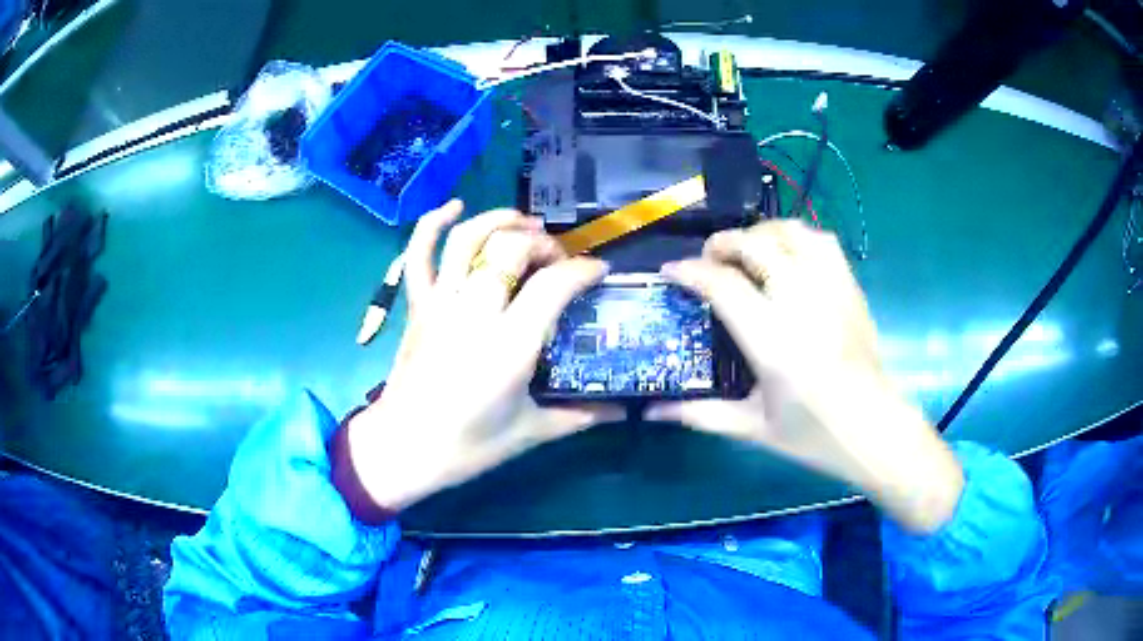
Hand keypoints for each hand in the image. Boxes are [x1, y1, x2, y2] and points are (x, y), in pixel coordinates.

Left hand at [346, 201, 620, 511]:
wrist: (403, 449)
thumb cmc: (468, 447)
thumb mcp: (532, 432)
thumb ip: (582, 414)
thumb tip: (624, 407)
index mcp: (509, 345)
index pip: (554, 284)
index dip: (584, 269)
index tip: (598, 272)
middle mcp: (474, 312)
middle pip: (512, 249)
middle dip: (545, 244)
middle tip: (560, 261)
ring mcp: (441, 303)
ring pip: (469, 239)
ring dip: (501, 220)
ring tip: (526, 225)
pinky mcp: (417, 306)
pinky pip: (419, 254)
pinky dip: (433, 223)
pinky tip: (453, 206)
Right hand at [648, 220, 963, 532]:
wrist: (874, 429)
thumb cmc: (814, 435)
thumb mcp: (753, 428)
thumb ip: (701, 414)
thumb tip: (654, 411)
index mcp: (773, 340)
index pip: (723, 285)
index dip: (690, 271)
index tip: (671, 271)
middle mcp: (801, 302)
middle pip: (755, 245)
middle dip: (722, 244)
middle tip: (707, 260)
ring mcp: (831, 289)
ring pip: (791, 232)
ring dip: (760, 233)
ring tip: (747, 252)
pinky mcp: (850, 287)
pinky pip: (822, 241)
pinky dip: (797, 238)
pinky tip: (788, 257)